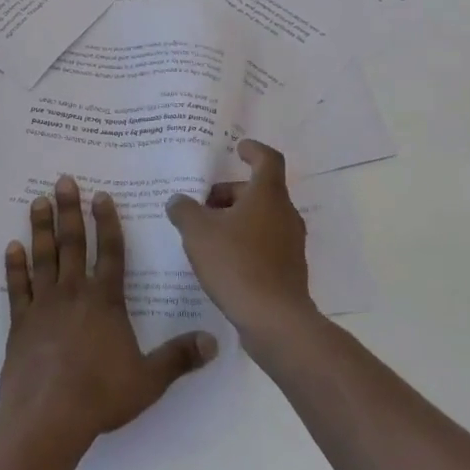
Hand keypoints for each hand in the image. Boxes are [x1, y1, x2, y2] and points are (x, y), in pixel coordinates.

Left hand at [0, 175, 217, 452]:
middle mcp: (74, 293)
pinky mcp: (21, 323)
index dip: (107, 222)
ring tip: (38, 202)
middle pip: (73, 243)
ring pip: (43, 257)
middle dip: (69, 210)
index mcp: (105, 300)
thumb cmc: (101, 395)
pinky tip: (12, 247)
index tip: (101, 195)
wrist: (47, 417)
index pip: (110, 251)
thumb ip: (179, 358)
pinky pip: (18, 288)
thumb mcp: (149, 380)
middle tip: (63, 181)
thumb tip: (215, 342)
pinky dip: (15, 267)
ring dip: (41, 228)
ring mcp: (45, 305)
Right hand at [166, 140, 318, 347]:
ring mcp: (291, 244)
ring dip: (236, 220)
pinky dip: (245, 243)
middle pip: (259, 192)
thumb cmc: (236, 263)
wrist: (274, 320)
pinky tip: (221, 262)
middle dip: (230, 193)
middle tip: (202, 205)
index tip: (237, 148)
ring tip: (206, 234)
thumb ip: (184, 210)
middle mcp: (285, 214)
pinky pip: (265, 245)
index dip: (252, 150)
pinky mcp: (289, 271)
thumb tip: (178, 200)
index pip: (267, 159)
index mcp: (268, 195)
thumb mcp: (198, 232)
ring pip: (262, 219)